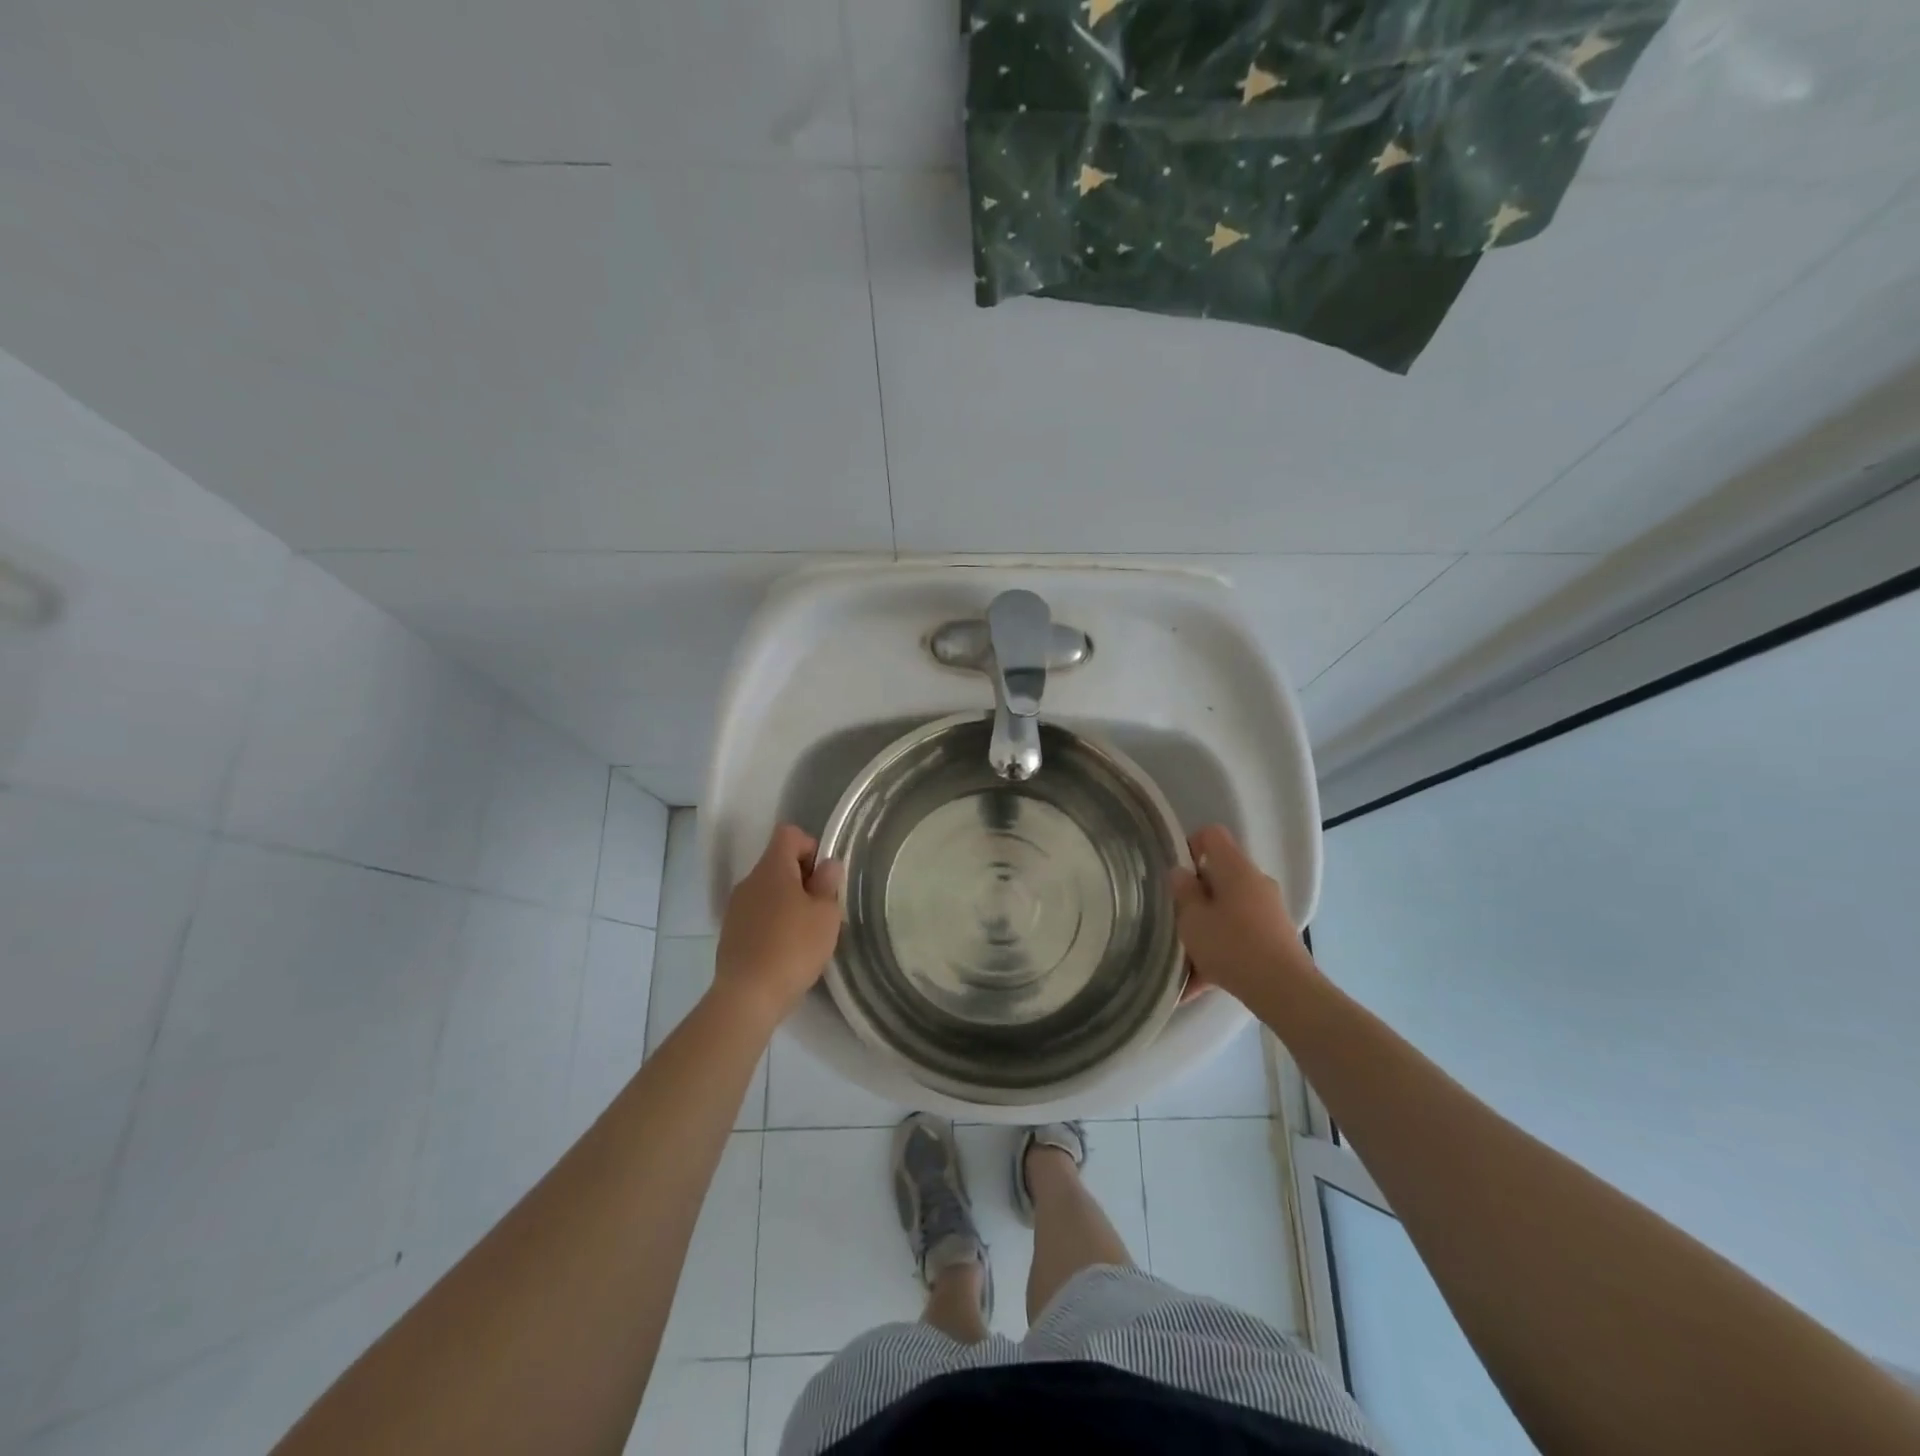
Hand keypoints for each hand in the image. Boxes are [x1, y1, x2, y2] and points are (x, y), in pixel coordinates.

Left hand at [712, 825, 844, 1026]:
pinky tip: (785, 949)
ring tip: (805, 932)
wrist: (748, 996)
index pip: (788, 834)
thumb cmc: (793, 948)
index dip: (810, 846)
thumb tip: (826, 865)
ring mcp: (736, 907)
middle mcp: (749, 880)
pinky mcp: (730, 932)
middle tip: (821, 908)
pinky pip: (757, 913)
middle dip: (802, 878)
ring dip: (788, 901)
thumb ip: (828, 884)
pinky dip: (773, 921)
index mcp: (772, 869)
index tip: (823, 877)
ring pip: (768, 890)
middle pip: (778, 862)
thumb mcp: (825, 915)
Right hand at [1168, 825, 1316, 1004]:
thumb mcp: (1193, 919)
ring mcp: (1269, 910)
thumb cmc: (1232, 945)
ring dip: (1206, 924)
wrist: (1284, 990)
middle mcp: (1256, 882)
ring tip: (1185, 955)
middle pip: (1219, 874)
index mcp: (1235, 868)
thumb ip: (1183, 891)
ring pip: (1228, 907)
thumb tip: (1181, 872)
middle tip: (1176, 916)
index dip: (1190, 845)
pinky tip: (1199, 981)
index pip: (1211, 835)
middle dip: (1196, 893)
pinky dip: (1220, 948)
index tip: (1176, 873)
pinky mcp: (1275, 936)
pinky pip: (1239, 933)